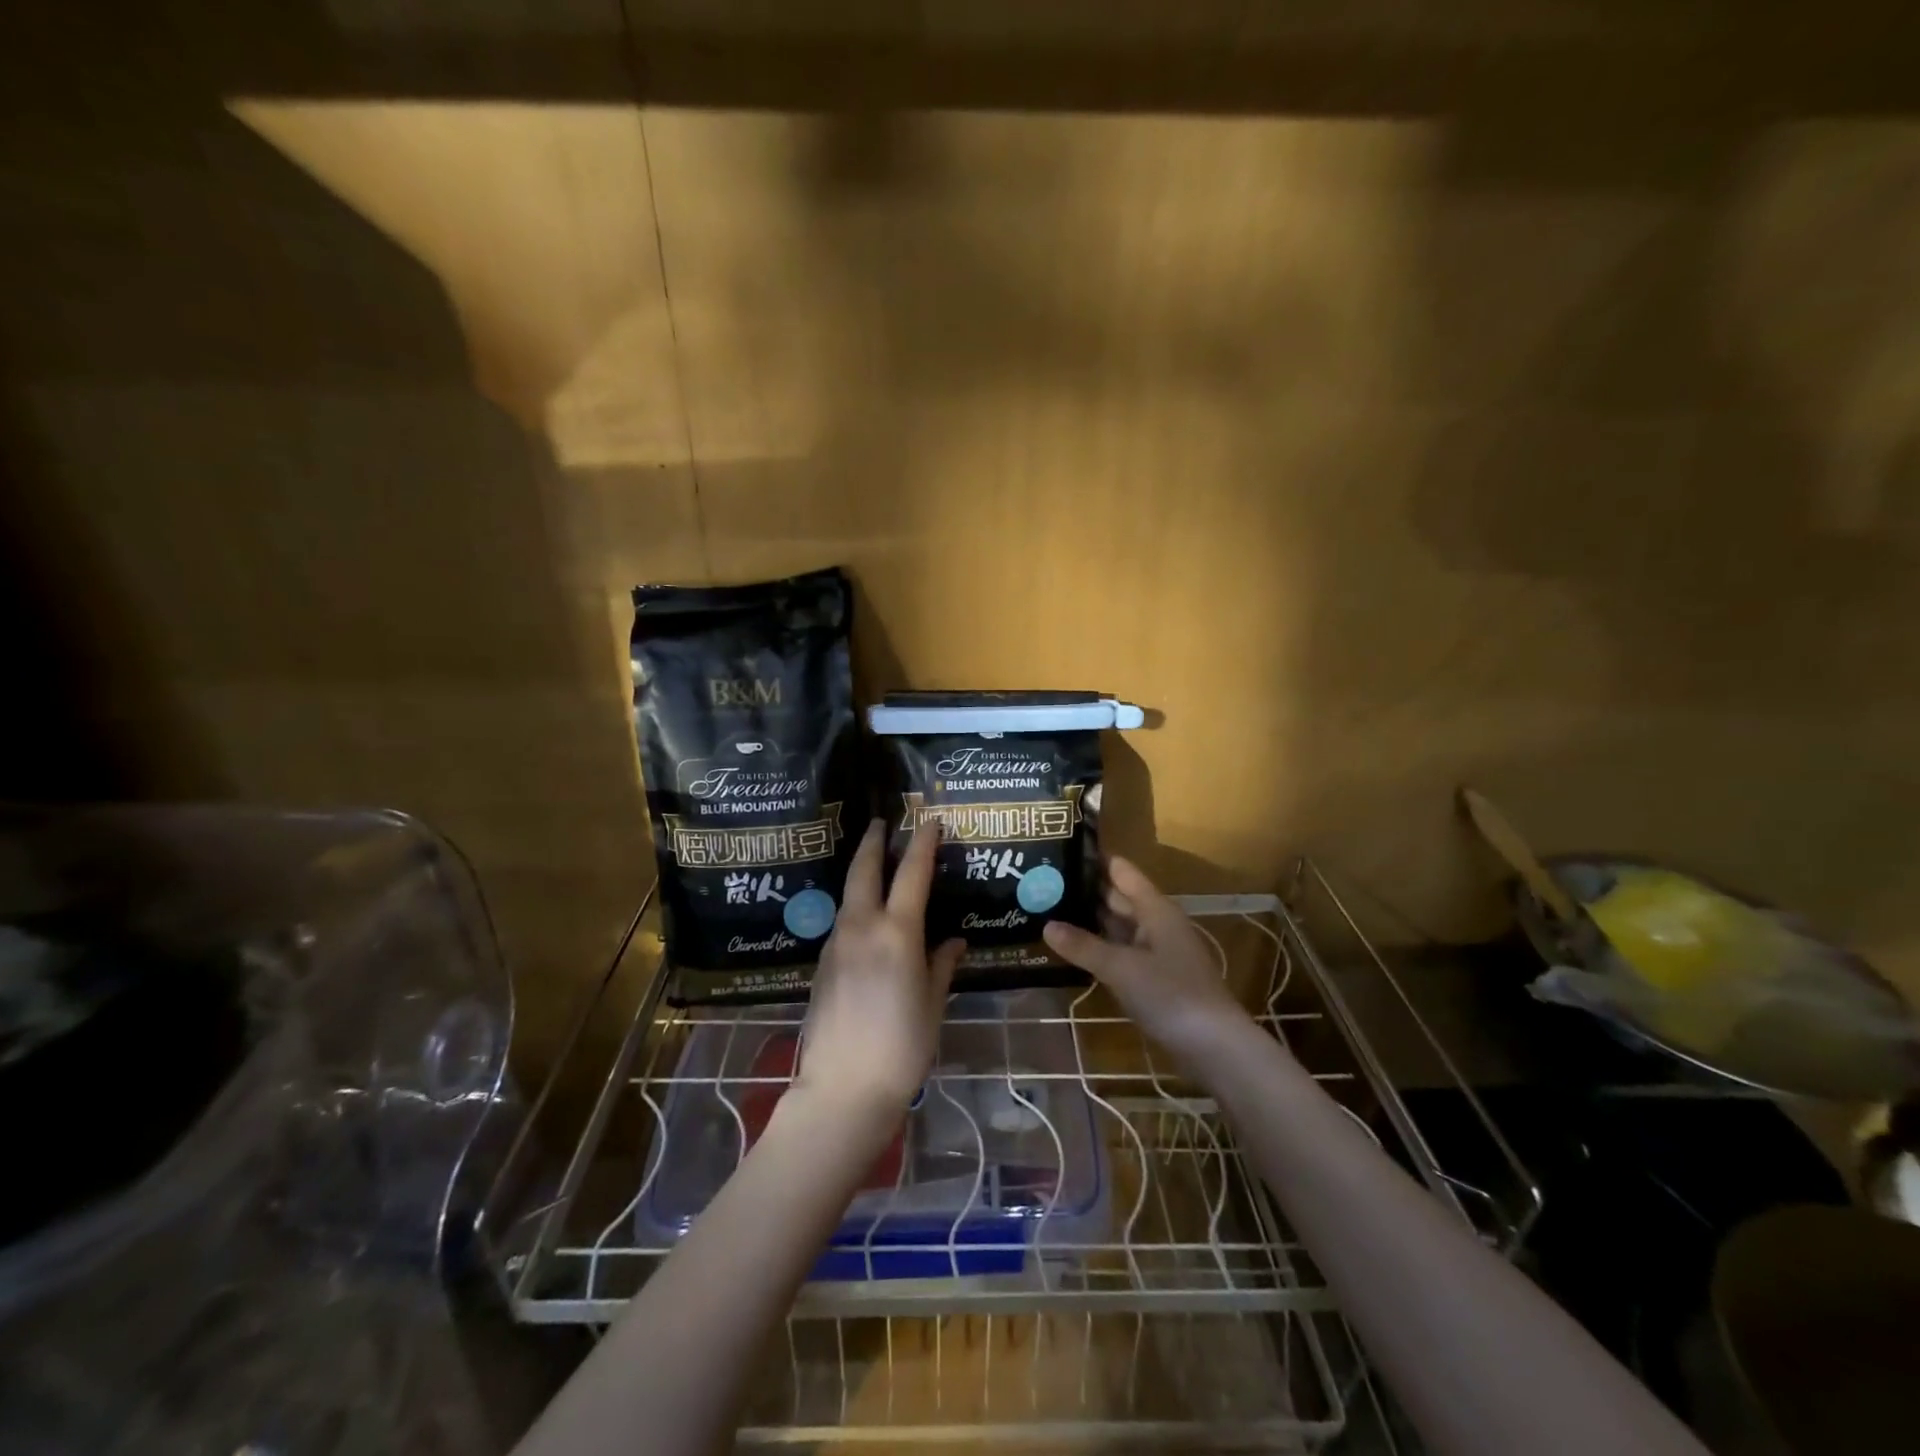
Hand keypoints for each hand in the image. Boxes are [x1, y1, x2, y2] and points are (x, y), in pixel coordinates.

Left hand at [791, 819, 964, 1127]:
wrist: (842, 1090)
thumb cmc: (902, 1047)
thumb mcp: (932, 1004)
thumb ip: (942, 965)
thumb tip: (954, 941)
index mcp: (897, 933)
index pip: (912, 873)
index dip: (922, 843)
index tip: (929, 820)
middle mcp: (862, 928)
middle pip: (864, 870)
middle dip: (873, 842)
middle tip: (881, 823)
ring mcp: (836, 945)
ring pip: (849, 895)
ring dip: (862, 873)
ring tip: (876, 865)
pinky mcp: (822, 965)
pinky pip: (842, 922)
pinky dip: (855, 906)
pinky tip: (866, 918)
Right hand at [1042, 856, 1258, 1071]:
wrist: (1215, 1047)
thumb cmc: (1170, 994)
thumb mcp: (1121, 968)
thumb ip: (1083, 946)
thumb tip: (1046, 925)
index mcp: (1155, 909)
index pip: (1121, 871)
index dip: (1095, 858)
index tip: (1060, 847)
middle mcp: (1157, 923)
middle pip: (1118, 898)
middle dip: (1085, 890)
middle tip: (1043, 882)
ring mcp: (1157, 952)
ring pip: (1118, 927)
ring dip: (1090, 921)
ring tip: (1049, 910)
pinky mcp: (1155, 978)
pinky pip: (1121, 952)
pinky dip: (1099, 948)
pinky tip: (1073, 950)